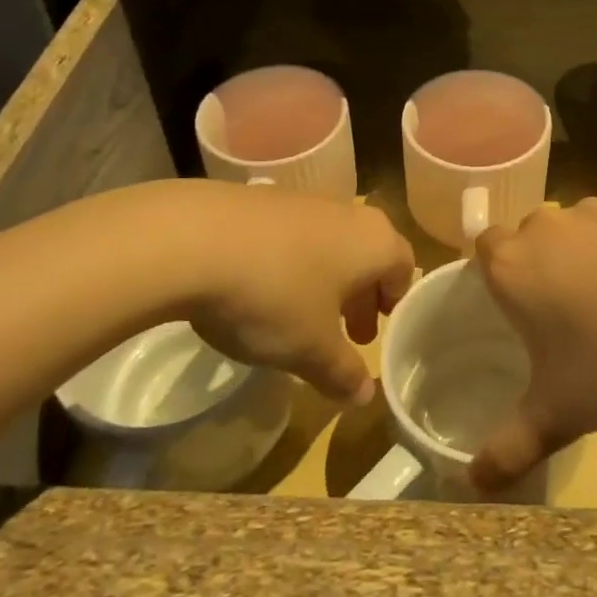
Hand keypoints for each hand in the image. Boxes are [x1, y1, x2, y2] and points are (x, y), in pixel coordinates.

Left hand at [166, 182, 414, 405]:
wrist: (192, 239)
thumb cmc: (273, 295)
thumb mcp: (311, 349)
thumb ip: (343, 373)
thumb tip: (365, 397)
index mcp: (374, 241)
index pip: (403, 266)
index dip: (395, 301)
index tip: (379, 329)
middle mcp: (347, 212)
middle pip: (367, 253)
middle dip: (360, 295)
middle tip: (346, 333)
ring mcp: (303, 200)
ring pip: (329, 243)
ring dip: (324, 279)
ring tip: (300, 316)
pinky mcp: (261, 199)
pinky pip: (291, 235)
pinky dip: (289, 262)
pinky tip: (259, 290)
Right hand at [470, 199, 596, 490]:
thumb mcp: (560, 413)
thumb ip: (511, 448)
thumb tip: (473, 485)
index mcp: (513, 266)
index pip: (484, 248)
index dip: (497, 273)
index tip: (519, 306)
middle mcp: (547, 227)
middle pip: (531, 236)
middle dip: (542, 266)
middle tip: (568, 314)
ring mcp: (596, 211)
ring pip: (578, 229)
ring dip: (587, 255)